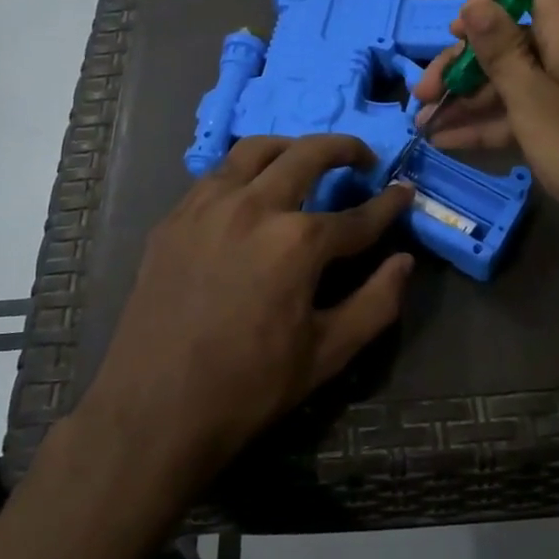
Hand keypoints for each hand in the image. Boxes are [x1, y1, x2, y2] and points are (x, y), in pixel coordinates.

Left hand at [85, 135, 413, 477]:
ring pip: (255, 150)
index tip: (404, 192)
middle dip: (344, 149)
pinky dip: (245, 171)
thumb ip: (376, 302)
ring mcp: (206, 206)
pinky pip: (216, 175)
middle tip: (362, 158)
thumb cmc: (249, 386)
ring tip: (305, 160)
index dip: (388, 205)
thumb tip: (405, 261)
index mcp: (297, 242)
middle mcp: (253, 207)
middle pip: (307, 155)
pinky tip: (251, 193)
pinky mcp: (174, 219)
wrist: (154, 410)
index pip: (358, 215)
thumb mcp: (328, 353)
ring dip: (290, 147)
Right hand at [414, 0, 558, 254]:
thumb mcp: (532, 100)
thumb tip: (474, 3)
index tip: (459, 32)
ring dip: (466, 98)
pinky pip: (521, 112)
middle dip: (462, 63)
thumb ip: (500, 51)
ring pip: (510, 79)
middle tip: (422, 92)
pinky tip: (447, 142)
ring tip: (422, 122)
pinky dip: (487, 123)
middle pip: (509, 38)